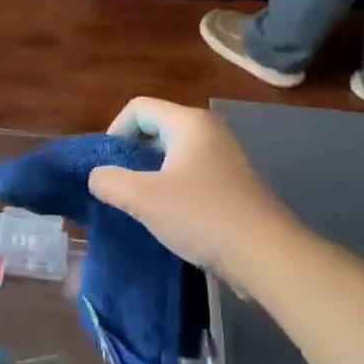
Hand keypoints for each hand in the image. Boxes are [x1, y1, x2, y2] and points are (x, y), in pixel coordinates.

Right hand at [87, 98, 304, 282]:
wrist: (266, 255)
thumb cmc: (201, 216)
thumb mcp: (143, 198)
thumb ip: (109, 181)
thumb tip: (97, 177)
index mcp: (188, 122)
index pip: (138, 108)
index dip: (115, 131)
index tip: (108, 166)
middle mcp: (209, 130)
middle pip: (156, 127)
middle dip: (132, 153)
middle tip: (120, 185)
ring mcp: (224, 157)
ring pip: (173, 153)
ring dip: (151, 173)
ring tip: (141, 203)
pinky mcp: (233, 183)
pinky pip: (191, 173)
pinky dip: (173, 187)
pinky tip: (169, 216)